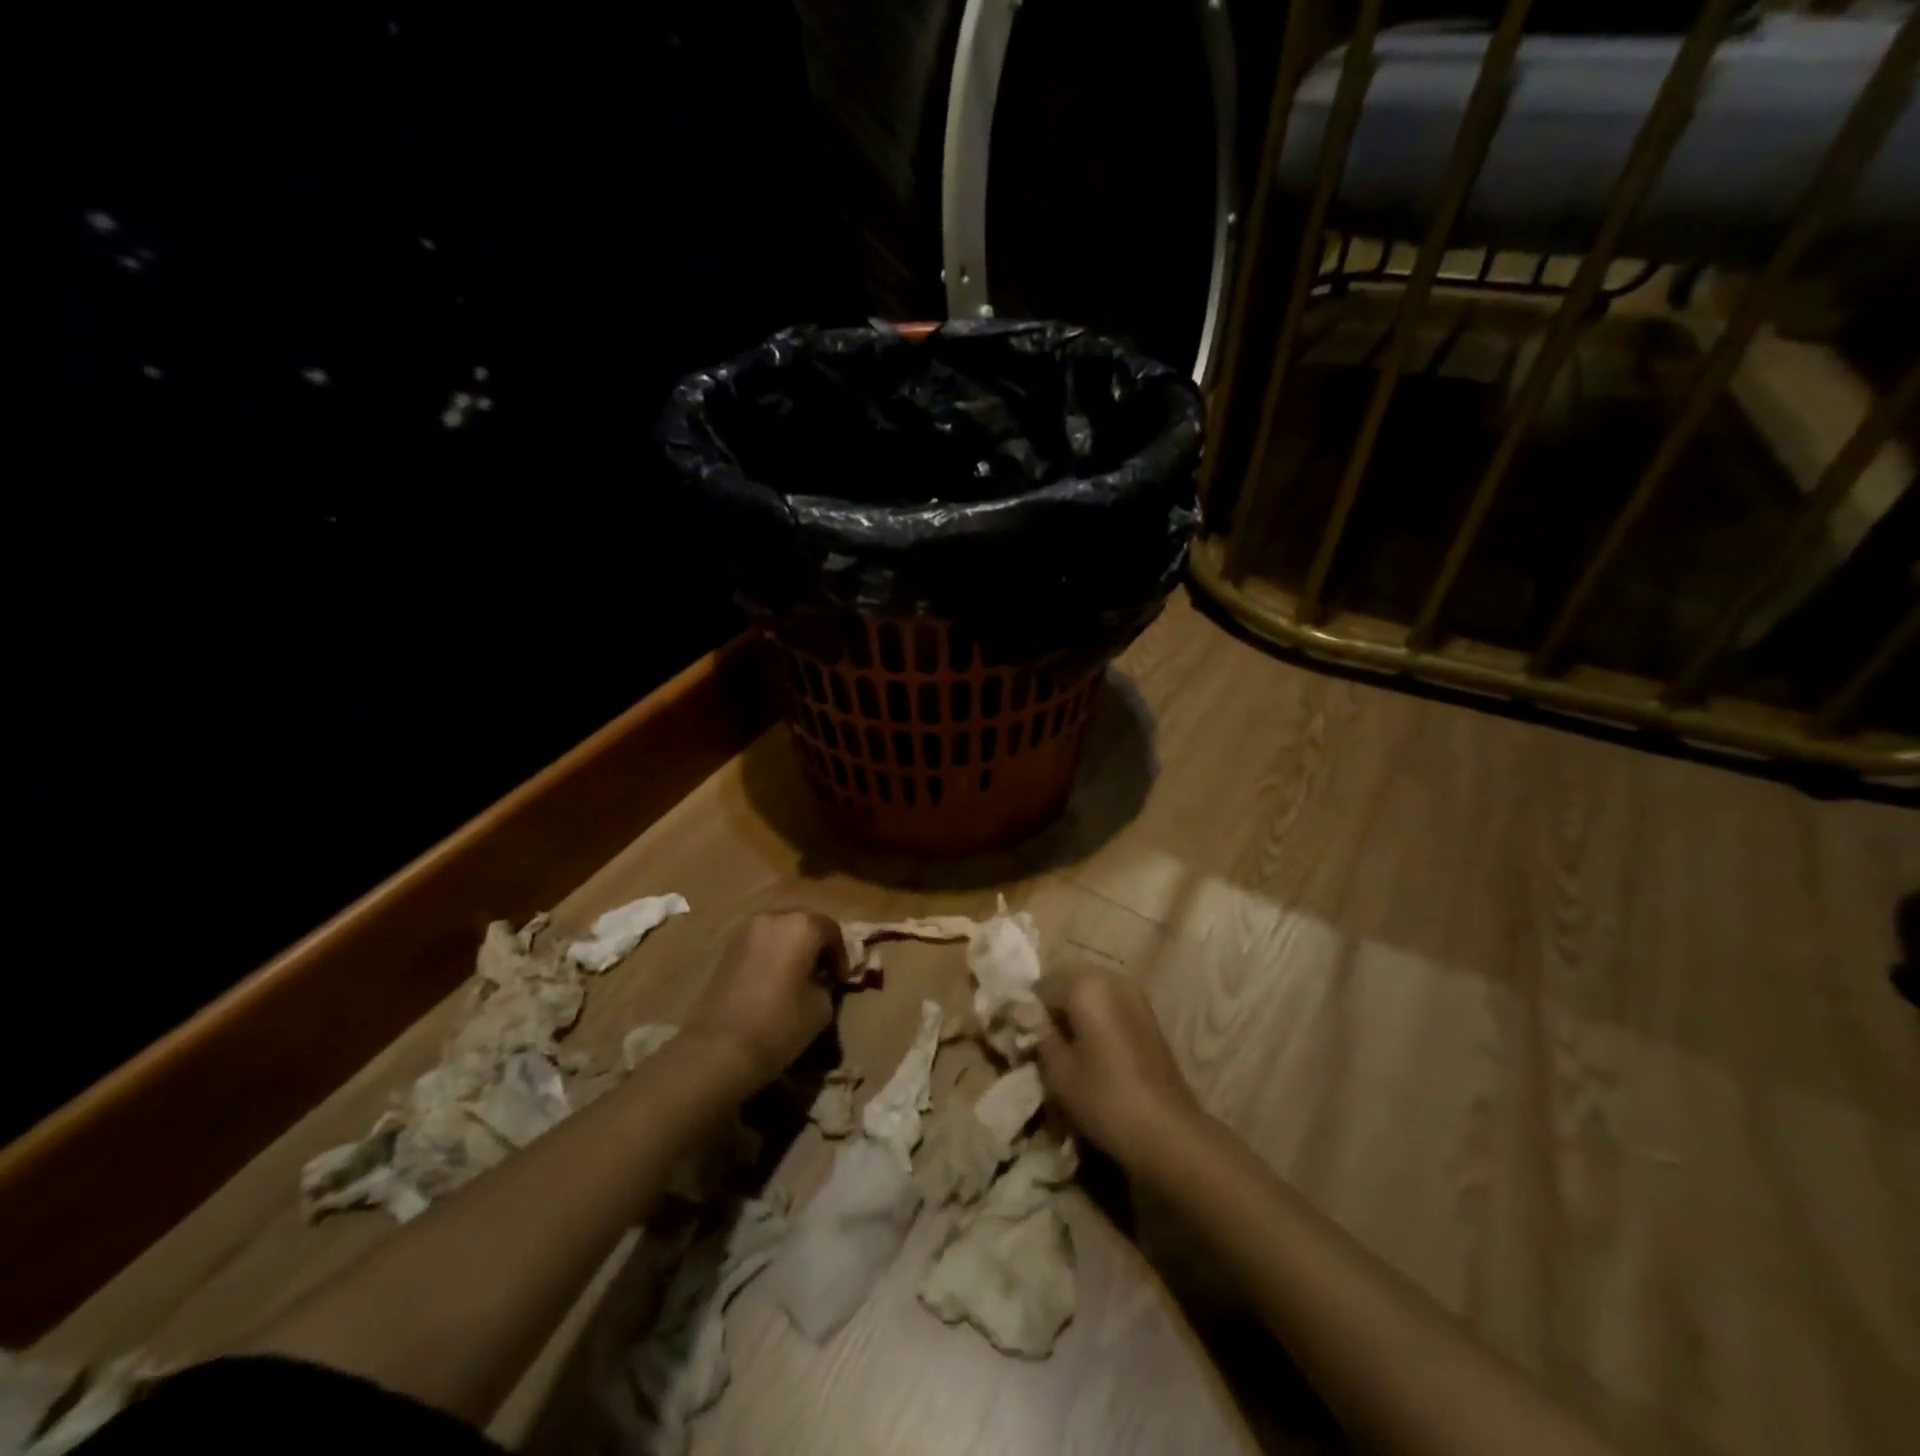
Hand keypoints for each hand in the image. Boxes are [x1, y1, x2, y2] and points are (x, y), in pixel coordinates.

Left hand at [685, 910, 843, 1088]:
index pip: (831, 930)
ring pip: (780, 930)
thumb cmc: (780, 1023)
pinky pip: (761, 943)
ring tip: (798, 975)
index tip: (840, 980)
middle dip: (816, 944)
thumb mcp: (821, 1007)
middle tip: (822, 971)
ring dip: (793, 947)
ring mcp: (746, 931)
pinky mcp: (728, 949)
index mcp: (802, 926)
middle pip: (804, 922)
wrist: (721, 1048)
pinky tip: (774, 979)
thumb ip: (826, 984)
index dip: (841, 955)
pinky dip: (773, 954)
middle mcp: (774, 918)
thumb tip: (819, 981)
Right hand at [1034, 965, 1203, 1168]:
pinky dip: (1098, 1018)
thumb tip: (1027, 1016)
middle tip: (1043, 1041)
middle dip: (1054, 1007)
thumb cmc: (1105, 1098)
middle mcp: (1111, 979)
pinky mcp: (1149, 1015)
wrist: (1168, 1131)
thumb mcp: (1058, 1071)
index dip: (1029, 1010)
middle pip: (1069, 982)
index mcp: (1085, 986)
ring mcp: (1135, 995)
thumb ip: (1039, 1035)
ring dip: (1076, 1012)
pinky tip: (1094, 1050)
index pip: (1042, 986)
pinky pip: (1112, 1004)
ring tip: (1068, 1048)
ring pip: (1092, 993)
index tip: (1023, 1037)